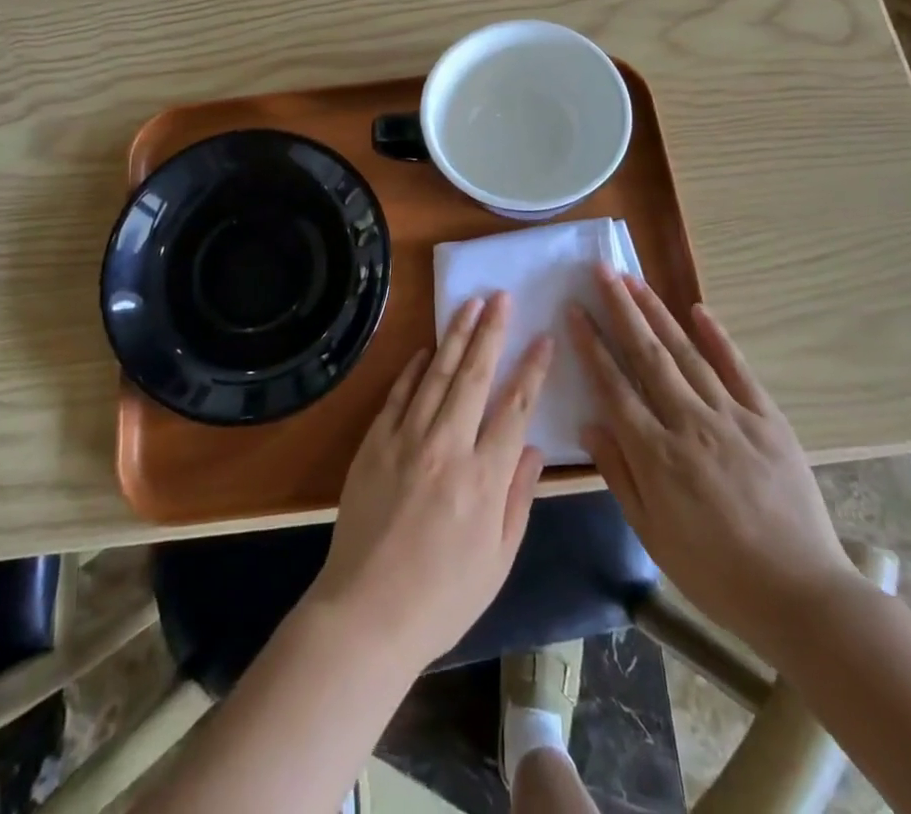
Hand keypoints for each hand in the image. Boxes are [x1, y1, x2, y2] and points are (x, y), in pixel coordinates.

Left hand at [306, 293, 552, 670]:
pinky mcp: (375, 443)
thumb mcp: (498, 560)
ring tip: (469, 304)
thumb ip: (518, 499)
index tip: (543, 338)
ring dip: (455, 336)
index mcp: (484, 478)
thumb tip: (533, 448)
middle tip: (502, 297)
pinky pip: (398, 395)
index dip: (532, 369)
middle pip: (474, 376)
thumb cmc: (443, 597)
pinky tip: (426, 349)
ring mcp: (406, 440)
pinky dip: (413, 369)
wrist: (366, 614)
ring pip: (436, 375)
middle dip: (491, 332)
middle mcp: (447, 447)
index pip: (515, 407)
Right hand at [571, 268, 855, 656]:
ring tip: (634, 279)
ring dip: (658, 312)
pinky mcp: (768, 419)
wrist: (801, 595)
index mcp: (657, 455)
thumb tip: (589, 423)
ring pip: (686, 352)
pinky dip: (718, 337)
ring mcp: (732, 417)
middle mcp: (689, 423)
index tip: (575, 309)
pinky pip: (738, 369)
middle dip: (621, 309)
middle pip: (647, 355)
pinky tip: (698, 309)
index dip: (591, 344)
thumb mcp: (652, 534)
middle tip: (601, 271)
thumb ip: (619, 474)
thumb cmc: (715, 572)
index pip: (614, 385)